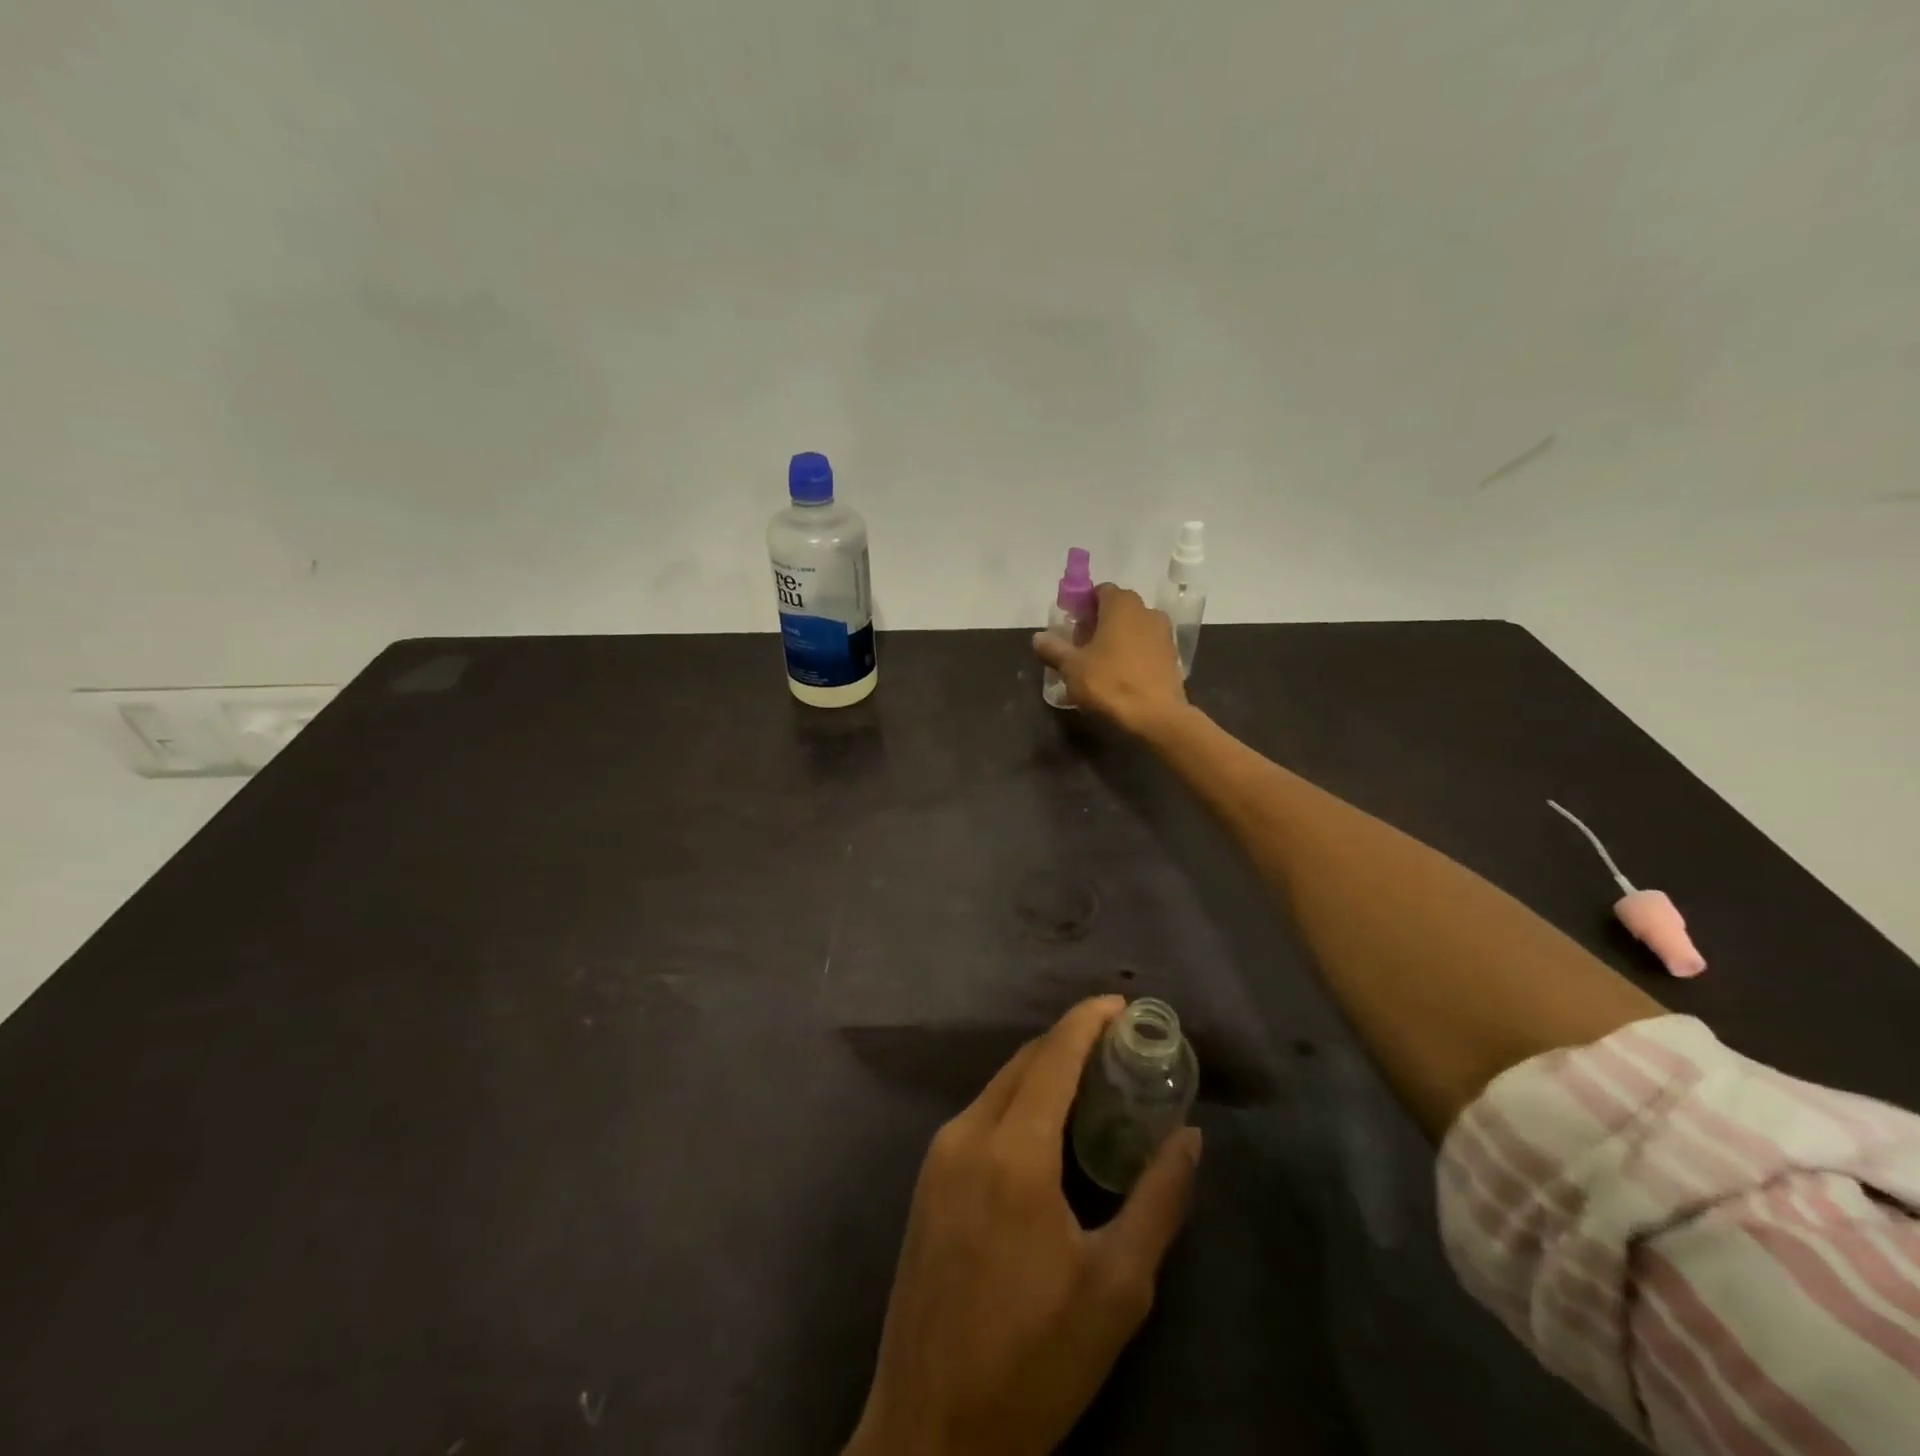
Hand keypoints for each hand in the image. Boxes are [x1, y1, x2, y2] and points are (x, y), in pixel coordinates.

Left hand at [847, 996, 1202, 1455]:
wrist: (930, 1431)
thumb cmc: (1034, 1361)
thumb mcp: (1116, 1288)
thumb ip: (1158, 1200)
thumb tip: (1189, 1137)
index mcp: (1012, 1152)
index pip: (1053, 1055)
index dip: (1088, 1020)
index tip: (1123, 1004)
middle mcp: (967, 1134)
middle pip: (1024, 1061)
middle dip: (1071, 1041)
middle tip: (1120, 1046)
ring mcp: (939, 1154)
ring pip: (999, 1084)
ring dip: (1044, 1069)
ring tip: (1094, 1082)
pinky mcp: (927, 1179)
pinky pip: (981, 1113)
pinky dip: (1019, 1099)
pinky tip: (1048, 1126)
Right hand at [1032, 585, 1187, 736]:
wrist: (1156, 716)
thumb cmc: (1110, 682)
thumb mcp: (1071, 667)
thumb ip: (1053, 649)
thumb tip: (1038, 638)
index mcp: (1122, 605)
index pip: (1099, 591)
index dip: (1082, 606)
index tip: (1071, 627)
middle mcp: (1146, 611)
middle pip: (1117, 610)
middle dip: (1097, 624)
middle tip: (1079, 648)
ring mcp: (1164, 634)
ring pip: (1132, 630)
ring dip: (1115, 641)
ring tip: (1097, 666)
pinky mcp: (1172, 657)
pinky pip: (1145, 648)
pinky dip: (1131, 656)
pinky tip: (1118, 678)